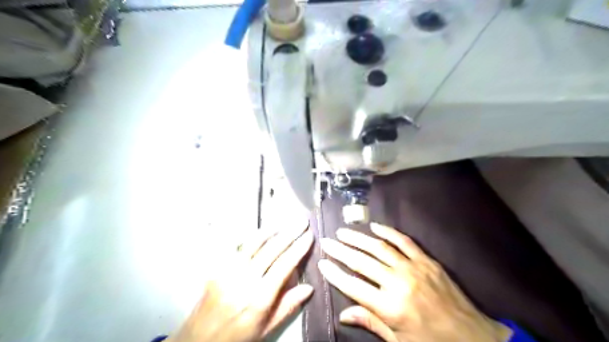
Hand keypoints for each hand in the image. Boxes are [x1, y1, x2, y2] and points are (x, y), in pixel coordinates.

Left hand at [169, 225, 316, 341]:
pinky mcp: (217, 267)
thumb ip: (288, 306)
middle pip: (272, 249)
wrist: (199, 340)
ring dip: (272, 229)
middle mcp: (244, 280)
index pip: (284, 265)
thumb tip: (309, 287)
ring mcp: (228, 271)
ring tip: (285, 222)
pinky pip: (237, 245)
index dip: (299, 248)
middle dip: (290, 232)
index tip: (309, 235)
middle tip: (302, 221)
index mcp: (259, 298)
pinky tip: (261, 232)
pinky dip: (252, 236)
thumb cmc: (237, 335)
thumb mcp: (266, 328)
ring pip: (254, 242)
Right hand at [319, 223, 511, 339]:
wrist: (474, 338)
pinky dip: (388, 232)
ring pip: (379, 247)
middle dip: (341, 251)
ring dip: (358, 238)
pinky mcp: (426, 260)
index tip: (322, 262)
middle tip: (326, 242)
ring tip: (343, 232)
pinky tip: (374, 227)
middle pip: (361, 262)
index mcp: (389, 307)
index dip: (334, 273)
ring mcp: (413, 267)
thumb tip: (343, 313)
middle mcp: (397, 282)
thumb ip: (370, 322)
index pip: (352, 285)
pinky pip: (404, 241)